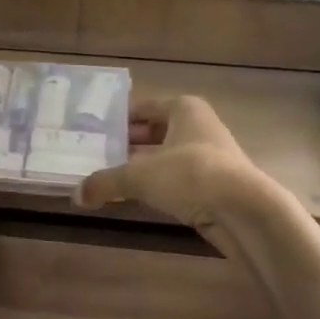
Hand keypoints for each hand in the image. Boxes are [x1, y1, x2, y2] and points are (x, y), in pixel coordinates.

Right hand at [76, 95, 275, 257]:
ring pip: (164, 157)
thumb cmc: (190, 175)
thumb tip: (76, 195)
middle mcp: (198, 126)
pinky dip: (156, 186)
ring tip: (108, 179)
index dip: (116, 119)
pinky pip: (176, 179)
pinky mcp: (214, 184)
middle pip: (153, 132)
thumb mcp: (139, 176)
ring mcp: (209, 156)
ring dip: (139, 168)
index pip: (142, 108)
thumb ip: (105, 183)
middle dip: (126, 145)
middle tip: (94, 157)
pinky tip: (135, 198)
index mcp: (183, 109)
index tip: (92, 132)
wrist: (243, 210)